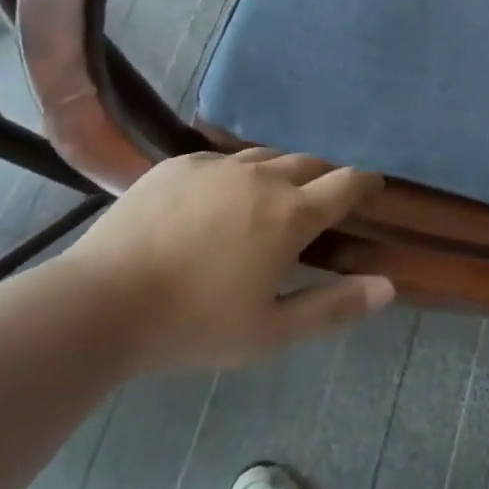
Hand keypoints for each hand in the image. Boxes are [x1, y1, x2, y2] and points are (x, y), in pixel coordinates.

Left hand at [67, 148, 393, 373]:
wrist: (100, 303)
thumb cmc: (193, 324)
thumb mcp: (270, 332)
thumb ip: (334, 307)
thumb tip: (388, 288)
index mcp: (291, 214)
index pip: (347, 183)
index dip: (367, 183)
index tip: (373, 189)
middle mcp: (262, 177)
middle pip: (311, 162)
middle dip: (325, 178)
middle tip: (322, 203)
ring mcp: (218, 165)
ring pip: (268, 156)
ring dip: (283, 172)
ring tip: (274, 197)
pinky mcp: (179, 164)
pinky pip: (223, 158)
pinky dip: (238, 174)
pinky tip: (220, 200)